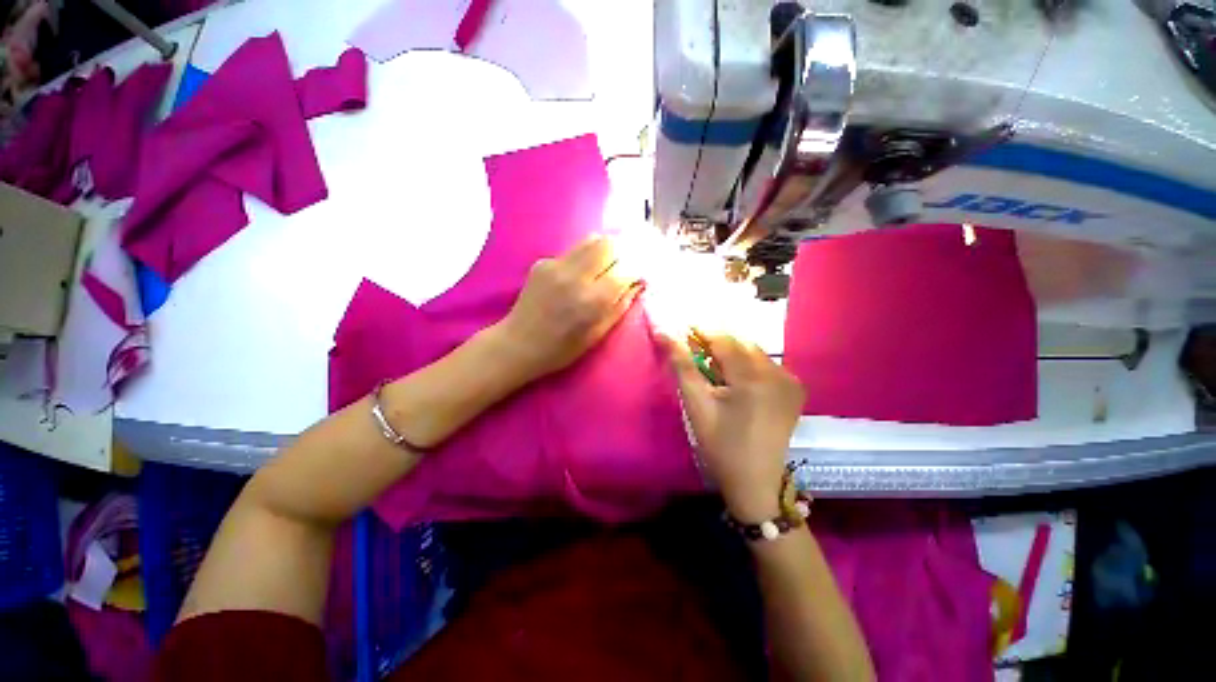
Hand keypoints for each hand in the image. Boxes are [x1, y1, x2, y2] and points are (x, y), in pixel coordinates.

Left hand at [492, 236, 643, 381]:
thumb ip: (620, 306)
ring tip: (605, 266)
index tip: (639, 275)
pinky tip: (579, 274)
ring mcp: (556, 266)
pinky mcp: (542, 262)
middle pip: (609, 244)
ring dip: (604, 250)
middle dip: (622, 252)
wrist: (518, 344)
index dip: (637, 270)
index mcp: (593, 301)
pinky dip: (584, 258)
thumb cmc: (562, 349)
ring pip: (591, 240)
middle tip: (624, 265)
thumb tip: (637, 283)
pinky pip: (573, 251)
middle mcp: (576, 276)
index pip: (626, 269)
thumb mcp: (598, 334)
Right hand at [658, 332, 804, 522]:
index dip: (702, 331)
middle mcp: (778, 373)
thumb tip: (664, 333)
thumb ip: (682, 366)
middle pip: (741, 343)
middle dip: (717, 342)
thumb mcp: (696, 405)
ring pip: (755, 352)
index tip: (684, 328)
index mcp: (753, 378)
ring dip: (733, 353)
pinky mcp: (795, 391)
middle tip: (696, 351)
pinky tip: (738, 380)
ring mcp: (790, 382)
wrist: (755, 482)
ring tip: (715, 367)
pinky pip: (767, 365)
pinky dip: (749, 364)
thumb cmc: (720, 445)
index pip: (724, 340)